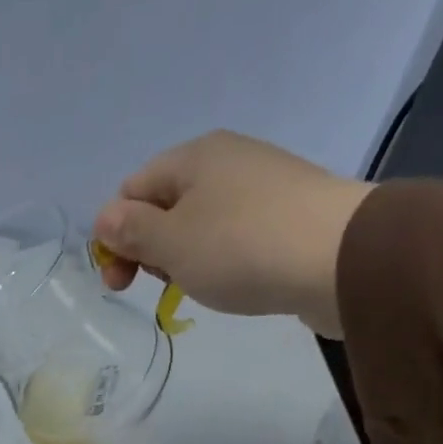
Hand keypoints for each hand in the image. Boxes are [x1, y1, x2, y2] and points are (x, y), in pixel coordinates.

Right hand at [92, 131, 373, 338]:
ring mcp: (259, 184)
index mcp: (192, 156)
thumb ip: (131, 231)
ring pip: (198, 222)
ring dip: (184, 258)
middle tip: (159, 286)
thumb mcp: (171, 243)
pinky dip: (219, 258)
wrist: (337, 257)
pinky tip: (230, 280)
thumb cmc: (240, 247)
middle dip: (149, 248)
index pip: (131, 190)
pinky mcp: (285, 212)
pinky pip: (232, 233)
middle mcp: (225, 159)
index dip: (116, 235)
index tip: (121, 282)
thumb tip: (105, 218)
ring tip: (198, 286)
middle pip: (164, 205)